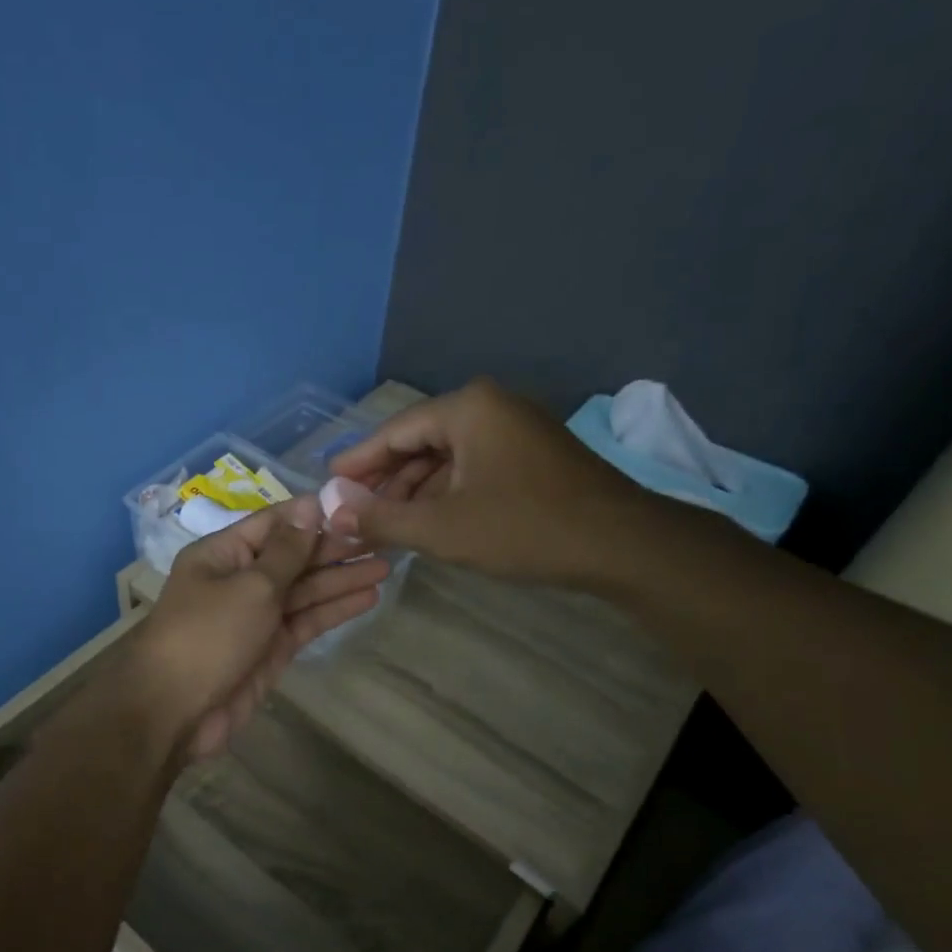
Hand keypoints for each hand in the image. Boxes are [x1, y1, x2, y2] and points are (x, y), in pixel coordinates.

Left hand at [131, 496, 389, 758]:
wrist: (174, 710)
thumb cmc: (208, 634)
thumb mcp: (250, 585)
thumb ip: (286, 551)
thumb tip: (308, 507)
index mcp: (224, 553)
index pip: (274, 523)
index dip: (313, 515)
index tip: (355, 507)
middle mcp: (240, 579)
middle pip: (293, 557)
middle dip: (335, 548)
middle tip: (383, 537)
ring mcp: (257, 615)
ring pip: (305, 590)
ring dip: (342, 578)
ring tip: (386, 566)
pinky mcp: (271, 648)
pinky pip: (307, 621)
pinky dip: (335, 609)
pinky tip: (368, 597)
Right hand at [328, 376, 662, 586]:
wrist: (622, 544)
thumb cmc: (524, 528)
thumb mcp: (441, 528)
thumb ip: (381, 518)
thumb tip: (333, 512)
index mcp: (467, 408)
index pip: (394, 431)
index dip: (358, 460)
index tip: (329, 481)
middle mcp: (491, 407)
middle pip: (421, 441)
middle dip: (386, 480)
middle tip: (354, 510)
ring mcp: (517, 429)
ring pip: (448, 457)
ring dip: (416, 490)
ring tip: (384, 523)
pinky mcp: (534, 455)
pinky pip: (474, 467)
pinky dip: (447, 492)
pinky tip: (429, 521)